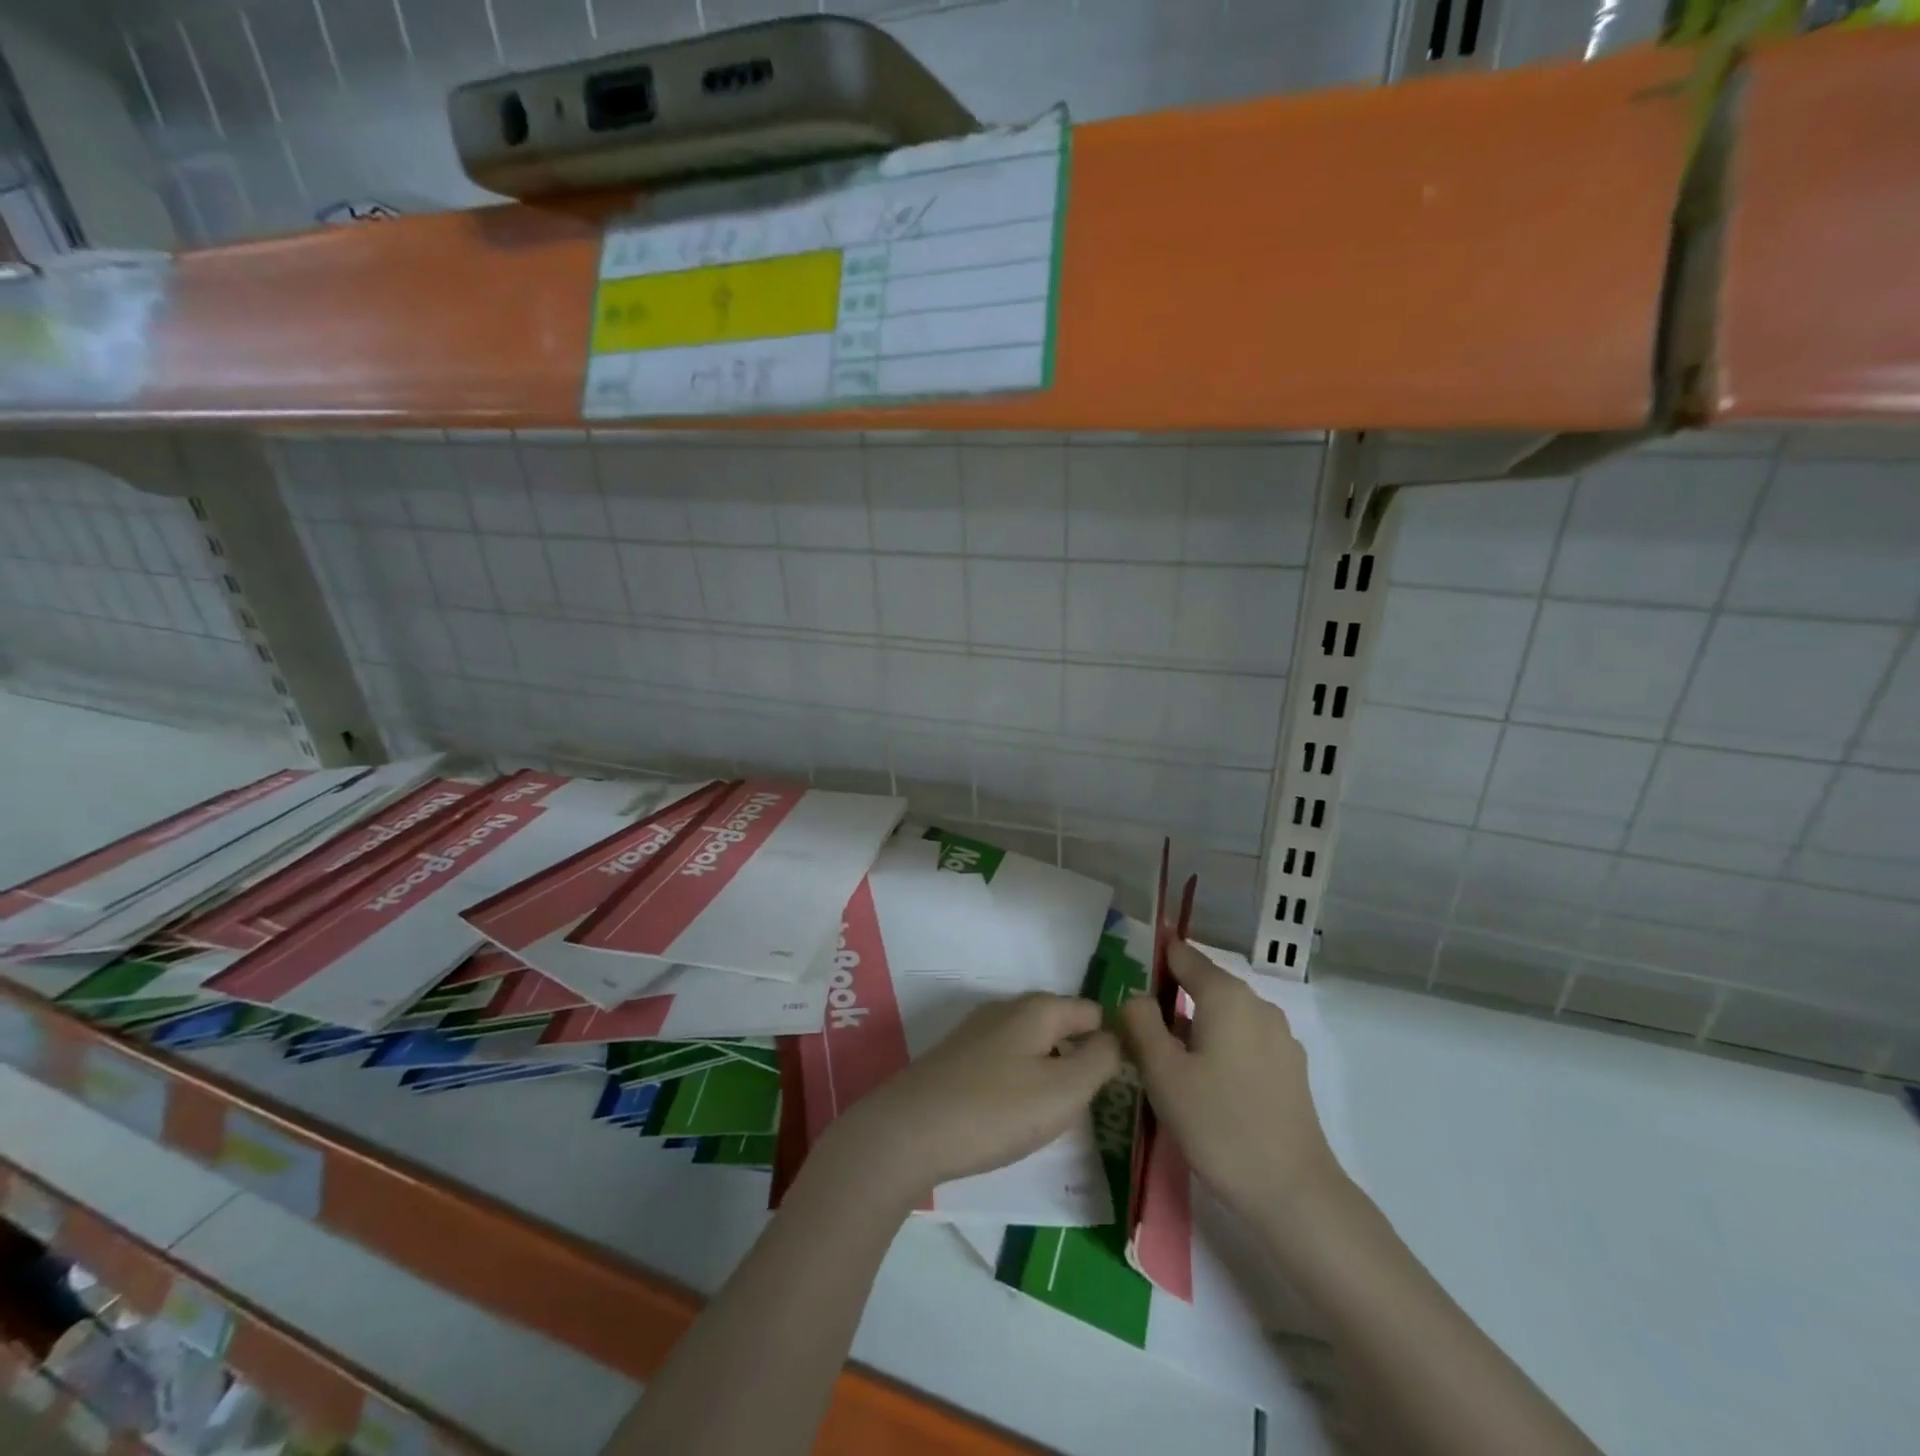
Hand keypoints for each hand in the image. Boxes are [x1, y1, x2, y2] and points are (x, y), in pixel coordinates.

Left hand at [823, 992, 1119, 1202]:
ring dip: (1048, 1074)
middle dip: (1078, 1060)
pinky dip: (1018, 1083)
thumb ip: (1099, 1060)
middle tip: (1084, 1107)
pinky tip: (1011, 1116)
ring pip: (1033, 1045)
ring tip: (1050, 1117)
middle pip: (1061, 1026)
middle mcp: (1007, 1009)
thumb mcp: (1063, 1091)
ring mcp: (978, 1031)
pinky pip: (1006, 1061)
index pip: (1092, 1012)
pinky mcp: (958, 1057)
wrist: (908, 1132)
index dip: (1110, 1044)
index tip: (1114, 1086)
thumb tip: (1114, 1039)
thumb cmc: (995, 1111)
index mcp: (1037, 1009)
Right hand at [1120, 940, 1339, 1224]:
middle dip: (1171, 999)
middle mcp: (1258, 1004)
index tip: (1128, 973)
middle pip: (1205, 986)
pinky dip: (1220, 1049)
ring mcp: (1280, 1037)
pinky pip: (1244, 1041)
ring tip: (1167, 1063)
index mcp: (1226, 996)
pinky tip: (1206, 1086)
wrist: (1294, 1193)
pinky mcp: (1290, 1069)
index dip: (1155, 959)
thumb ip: (1141, 1023)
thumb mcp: (1163, 1073)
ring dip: (1195, 1028)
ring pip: (1225, 1016)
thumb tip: (1136, 996)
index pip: (1184, 956)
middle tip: (1138, 1030)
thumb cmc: (1219, 1125)